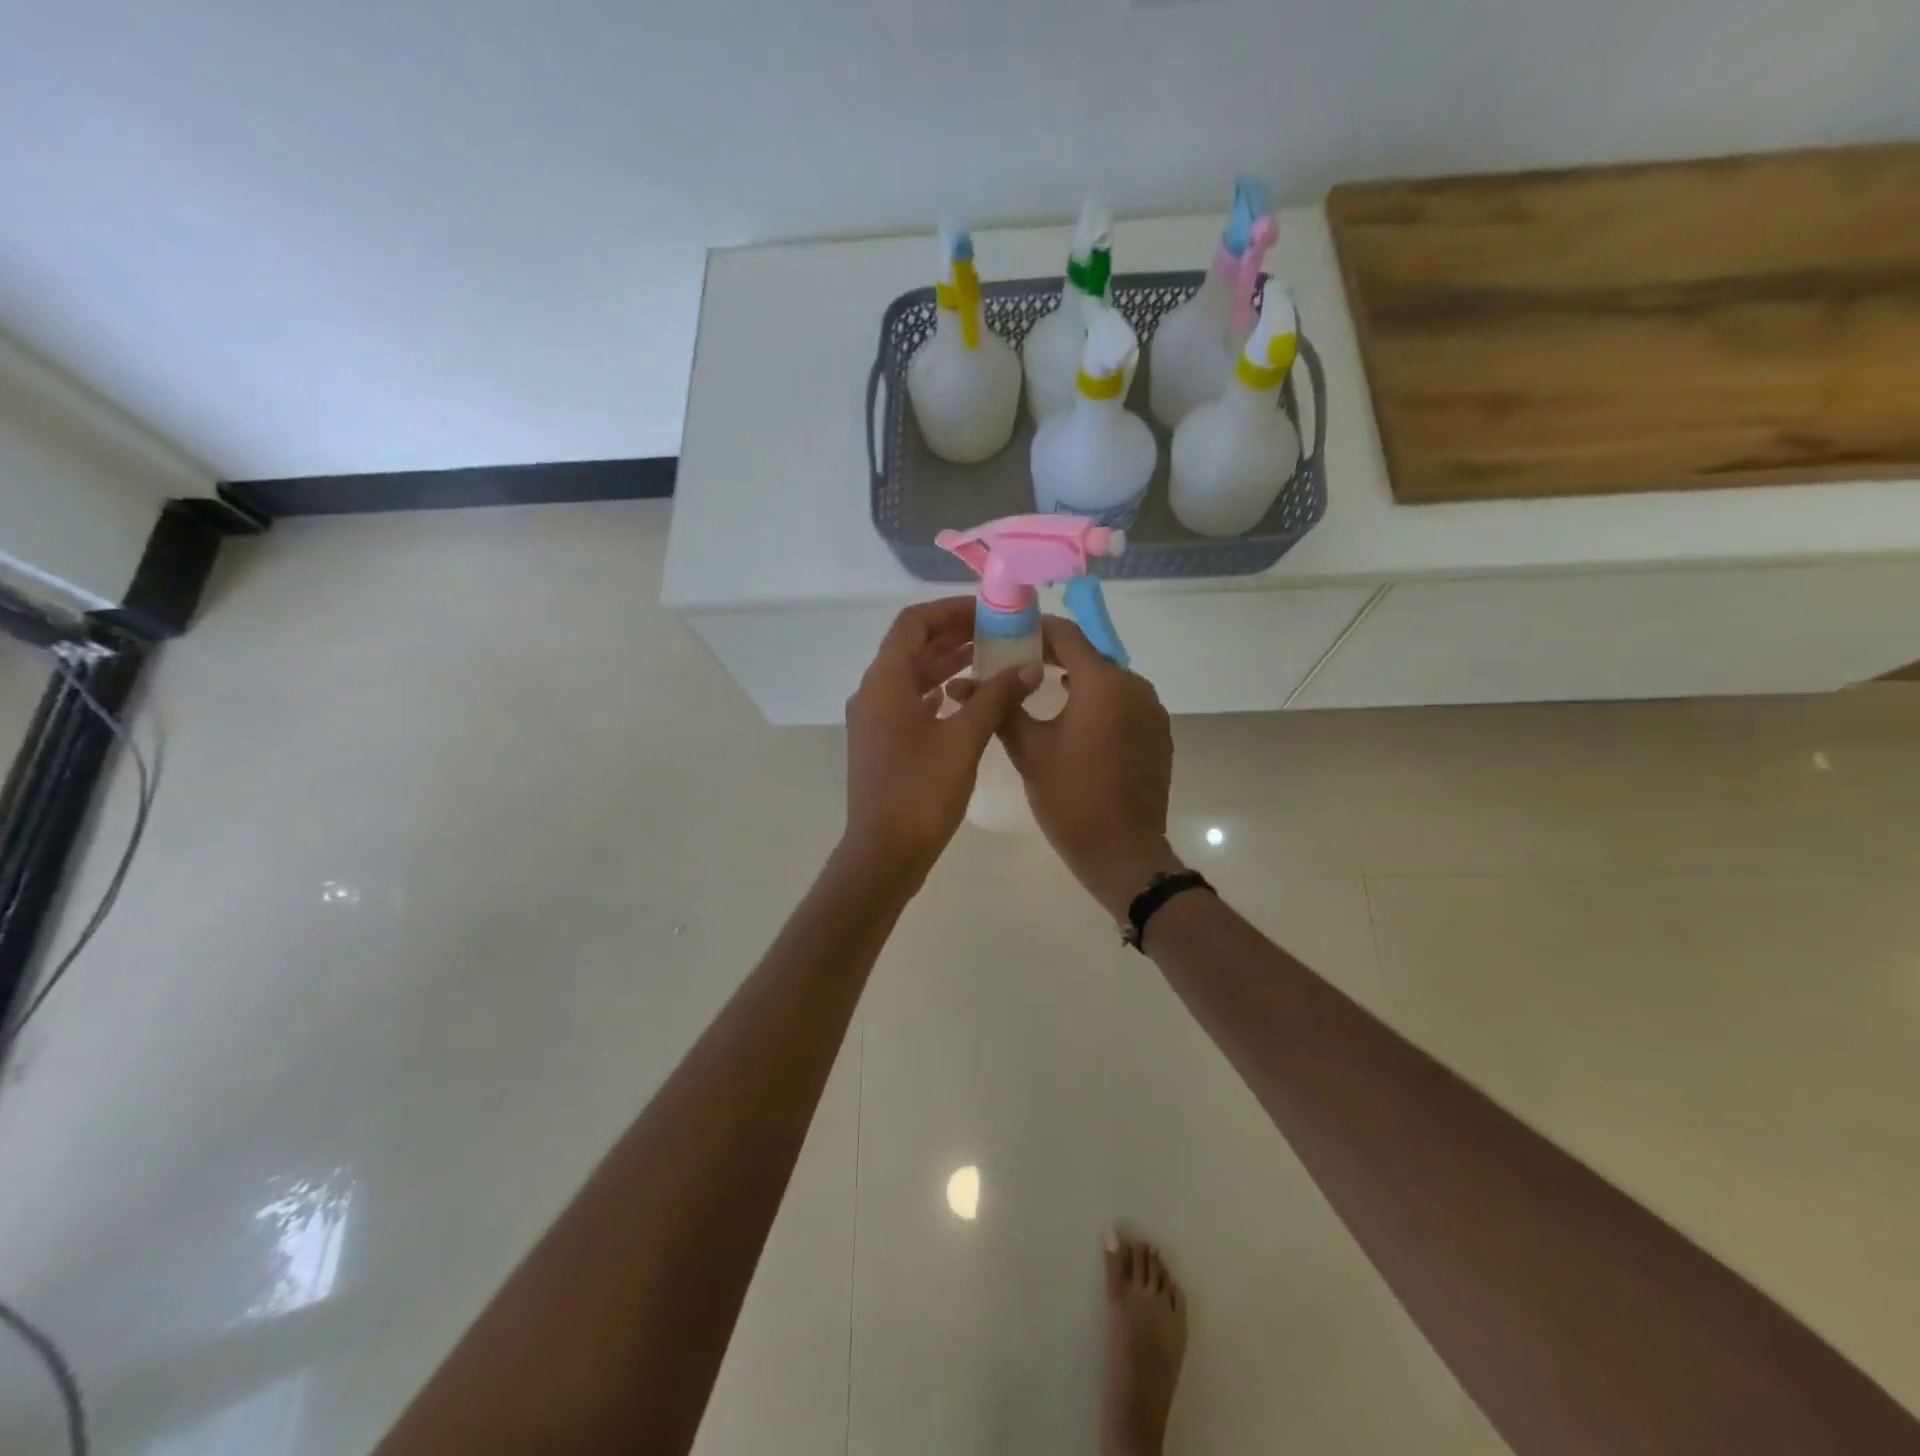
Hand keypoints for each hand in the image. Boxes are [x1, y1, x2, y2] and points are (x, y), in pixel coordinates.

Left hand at [841, 598, 1041, 884]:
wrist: (884, 852)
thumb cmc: (921, 792)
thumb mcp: (964, 739)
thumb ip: (996, 697)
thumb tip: (1029, 666)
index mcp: (885, 682)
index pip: (913, 623)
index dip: (948, 610)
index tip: (986, 610)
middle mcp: (873, 693)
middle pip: (912, 647)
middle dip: (953, 635)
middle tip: (997, 632)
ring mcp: (874, 720)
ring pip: (912, 676)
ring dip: (947, 664)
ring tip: (990, 659)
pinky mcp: (882, 743)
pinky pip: (910, 702)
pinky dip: (938, 692)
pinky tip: (966, 697)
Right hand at [998, 616, 1182, 917]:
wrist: (1123, 852)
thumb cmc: (1071, 798)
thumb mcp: (1029, 750)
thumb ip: (1000, 708)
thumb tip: (960, 684)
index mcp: (1104, 683)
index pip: (1066, 634)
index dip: (1034, 630)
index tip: (1006, 635)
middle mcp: (1135, 686)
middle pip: (1088, 656)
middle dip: (1052, 656)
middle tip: (1015, 665)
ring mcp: (1152, 710)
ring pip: (1107, 681)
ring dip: (1076, 680)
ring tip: (1040, 692)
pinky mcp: (1158, 733)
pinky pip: (1124, 704)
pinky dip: (1098, 703)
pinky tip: (1074, 722)